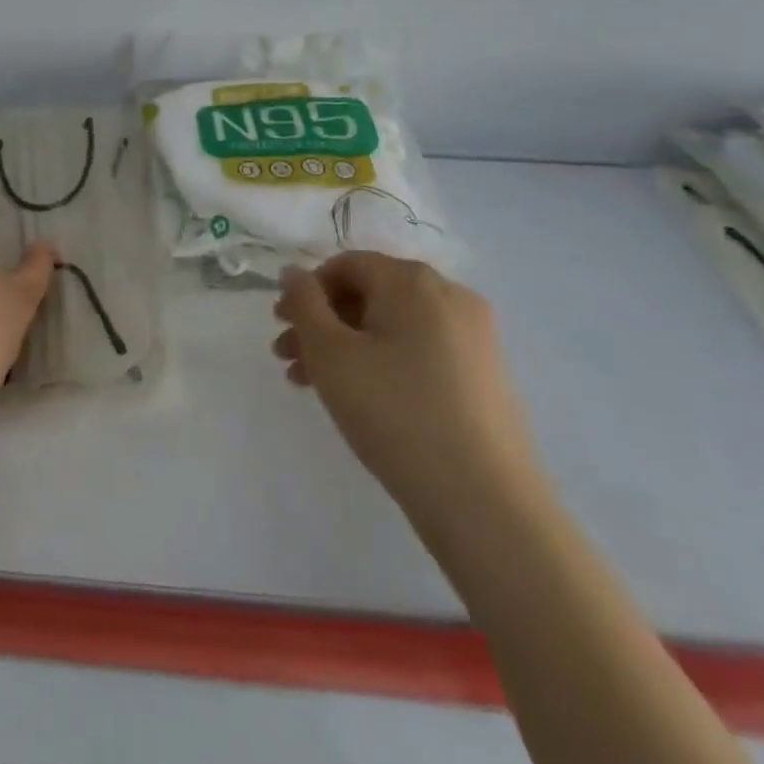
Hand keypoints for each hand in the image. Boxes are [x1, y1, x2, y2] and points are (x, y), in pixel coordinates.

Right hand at [273, 253, 540, 523]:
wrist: (482, 498)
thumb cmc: (393, 410)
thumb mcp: (330, 352)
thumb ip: (304, 303)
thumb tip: (293, 271)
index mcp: (412, 280)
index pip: (346, 264)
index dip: (307, 290)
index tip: (281, 325)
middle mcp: (449, 295)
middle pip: (369, 294)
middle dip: (321, 322)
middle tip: (286, 357)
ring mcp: (473, 335)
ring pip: (391, 326)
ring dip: (344, 345)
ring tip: (308, 383)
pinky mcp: (483, 373)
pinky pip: (418, 350)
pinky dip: (380, 361)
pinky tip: (356, 397)